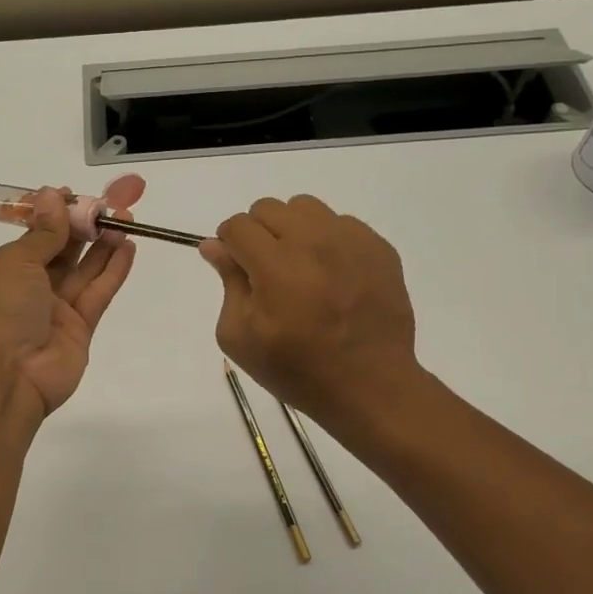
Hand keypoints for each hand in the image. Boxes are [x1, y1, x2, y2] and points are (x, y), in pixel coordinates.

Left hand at [0, 187, 136, 427]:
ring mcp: (58, 308)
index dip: (60, 212)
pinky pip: (99, 293)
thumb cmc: (2, 314)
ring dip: (105, 243)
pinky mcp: (81, 328)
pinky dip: (114, 270)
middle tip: (117, 200)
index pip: (40, 232)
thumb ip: (44, 232)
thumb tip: (52, 193)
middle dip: (89, 223)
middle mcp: (34, 285)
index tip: (81, 193)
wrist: (7, 381)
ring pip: (86, 269)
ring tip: (128, 219)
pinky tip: (129, 247)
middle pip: (66, 247)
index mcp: (10, 267)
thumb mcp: (17, 264)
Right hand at [201, 195, 421, 428]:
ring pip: (306, 207)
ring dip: (293, 229)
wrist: (369, 385)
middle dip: (258, 233)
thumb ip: (227, 283)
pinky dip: (328, 240)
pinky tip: (332, 275)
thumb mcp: (240, 336)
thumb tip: (214, 246)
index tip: (237, 267)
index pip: (238, 225)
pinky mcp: (378, 247)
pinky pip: (341, 223)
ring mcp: (351, 241)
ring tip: (300, 266)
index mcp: (276, 266)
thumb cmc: (297, 369)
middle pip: (269, 208)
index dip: (229, 244)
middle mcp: (314, 242)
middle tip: (267, 271)